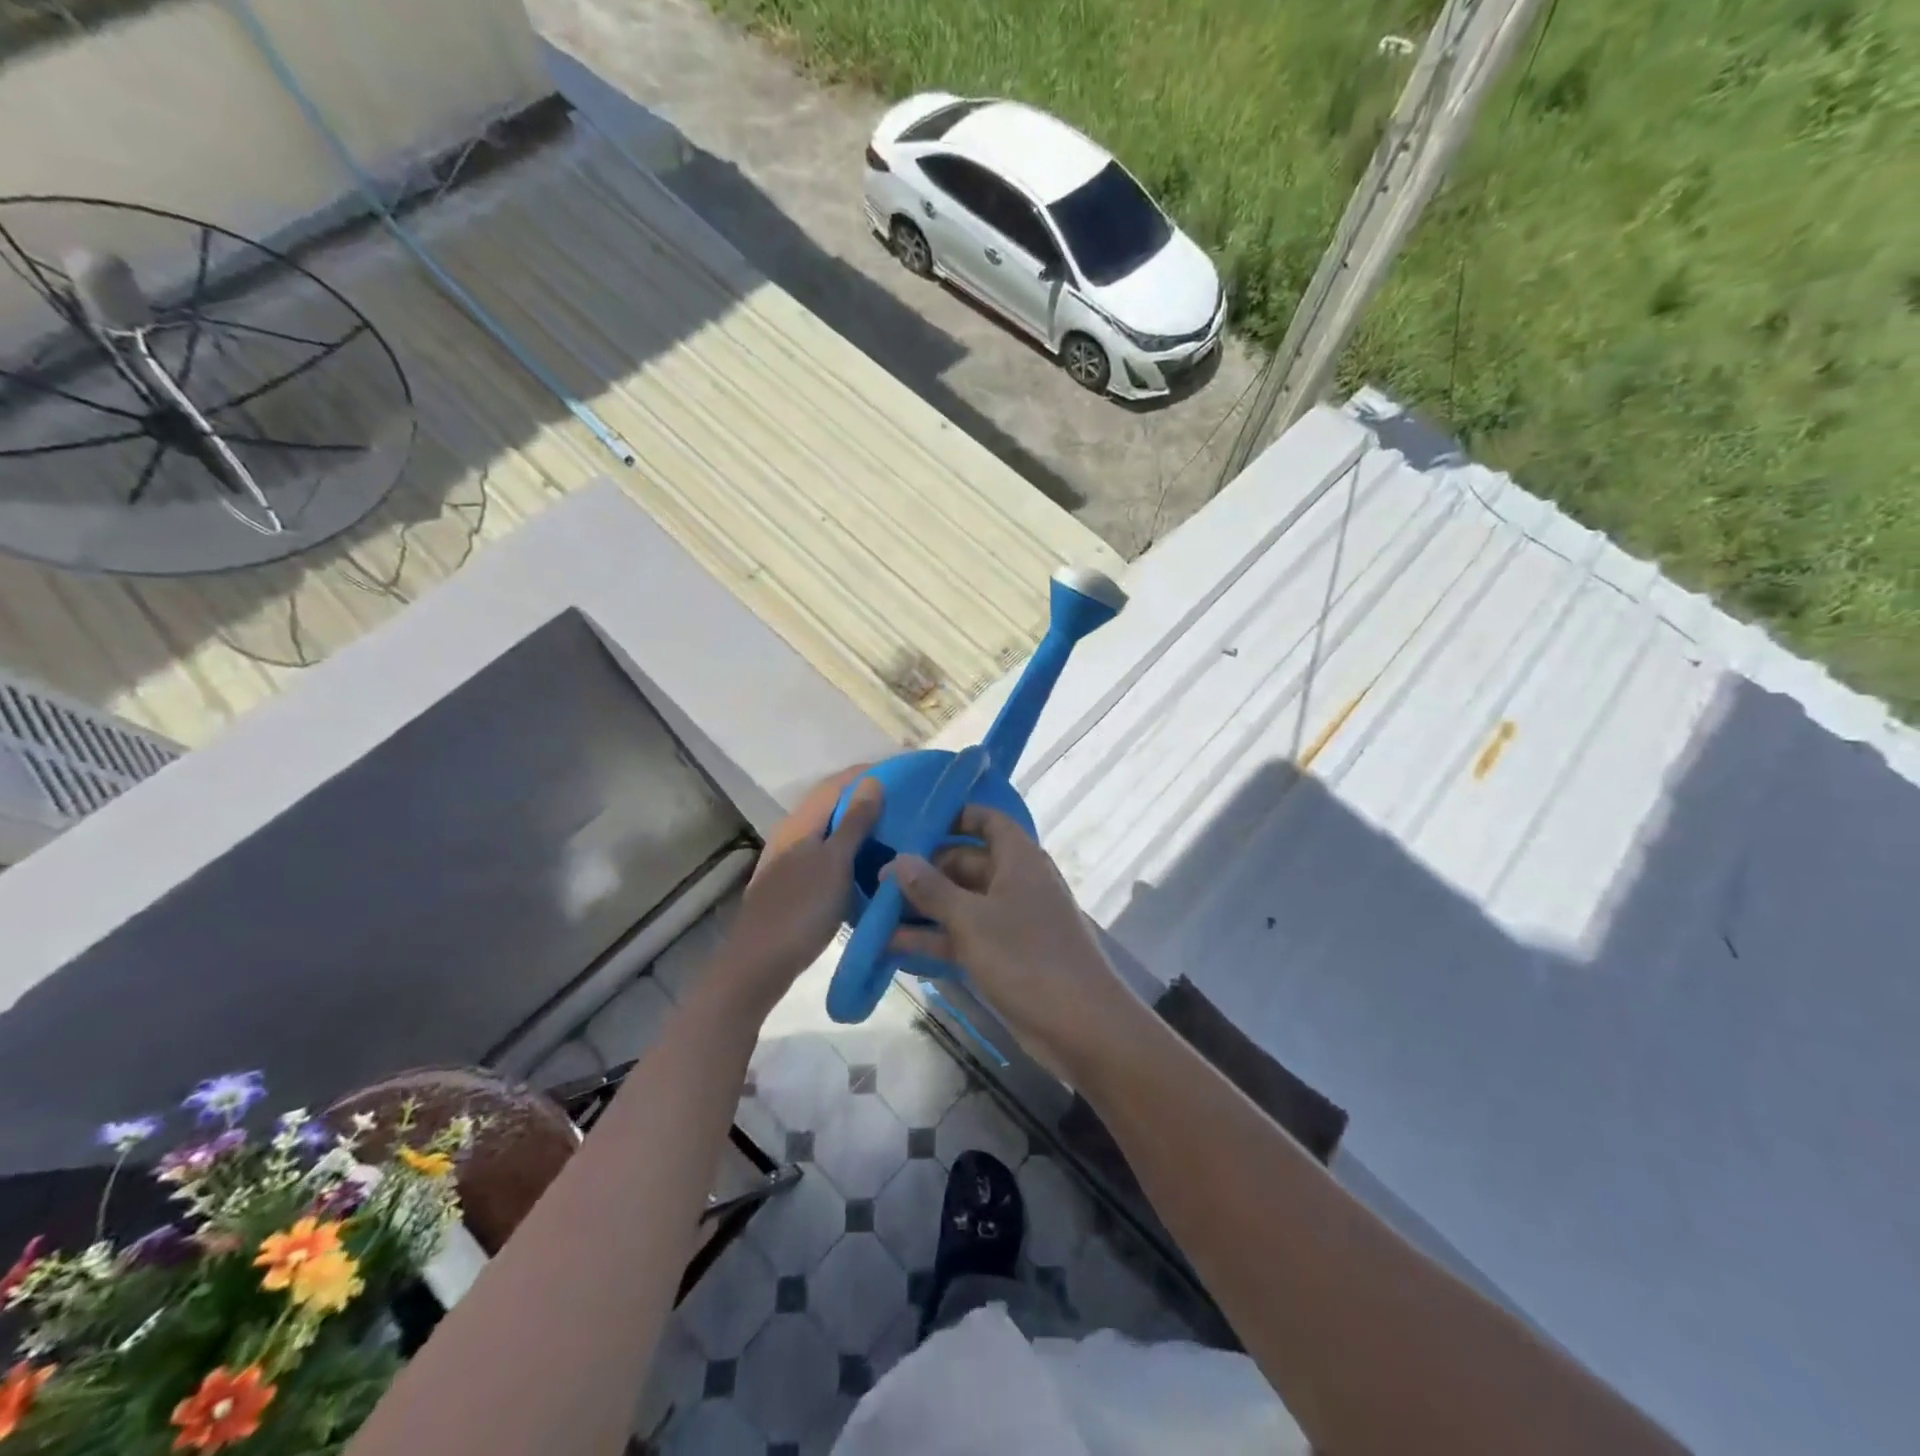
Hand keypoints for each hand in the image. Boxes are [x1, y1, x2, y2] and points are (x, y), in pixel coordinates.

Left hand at [716, 766, 882, 1010]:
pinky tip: (869, 863)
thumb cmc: (802, 908)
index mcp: (801, 822)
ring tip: (895, 829)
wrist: (760, 963)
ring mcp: (790, 859)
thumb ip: (854, 821)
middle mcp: (792, 833)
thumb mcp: (835, 862)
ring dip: (859, 825)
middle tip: (906, 803)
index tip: (903, 773)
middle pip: (832, 804)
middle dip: (866, 798)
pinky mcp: (793, 883)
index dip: (867, 774)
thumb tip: (873, 781)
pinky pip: (827, 854)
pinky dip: (850, 850)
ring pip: (830, 831)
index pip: (837, 783)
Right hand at [883, 806, 1135, 1080]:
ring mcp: (1012, 921)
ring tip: (875, 913)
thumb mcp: (971, 920)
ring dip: (924, 909)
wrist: (1082, 1025)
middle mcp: (1016, 882)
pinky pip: (965, 937)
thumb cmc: (1026, 957)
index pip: (987, 820)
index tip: (913, 824)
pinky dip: (936, 940)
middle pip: (966, 863)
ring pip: (962, 903)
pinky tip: (893, 948)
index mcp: (1019, 859)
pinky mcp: (1006, 955)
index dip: (954, 817)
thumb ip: (931, 889)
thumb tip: (898, 860)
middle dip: (925, 871)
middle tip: (878, 880)